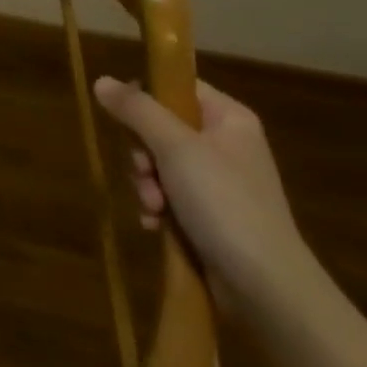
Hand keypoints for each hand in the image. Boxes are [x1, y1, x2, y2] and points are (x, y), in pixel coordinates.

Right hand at [93, 77, 313, 316]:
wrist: (265, 285)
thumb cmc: (224, 202)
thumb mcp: (175, 148)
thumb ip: (137, 110)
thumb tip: (101, 80)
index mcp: (228, 118)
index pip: (177, 88)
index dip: (146, 100)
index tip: (126, 121)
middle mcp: (225, 144)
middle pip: (161, 128)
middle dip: (143, 155)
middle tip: (145, 173)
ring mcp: (218, 182)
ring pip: (160, 165)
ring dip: (146, 186)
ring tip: (154, 208)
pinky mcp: (210, 215)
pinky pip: (169, 197)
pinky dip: (158, 208)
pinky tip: (155, 225)